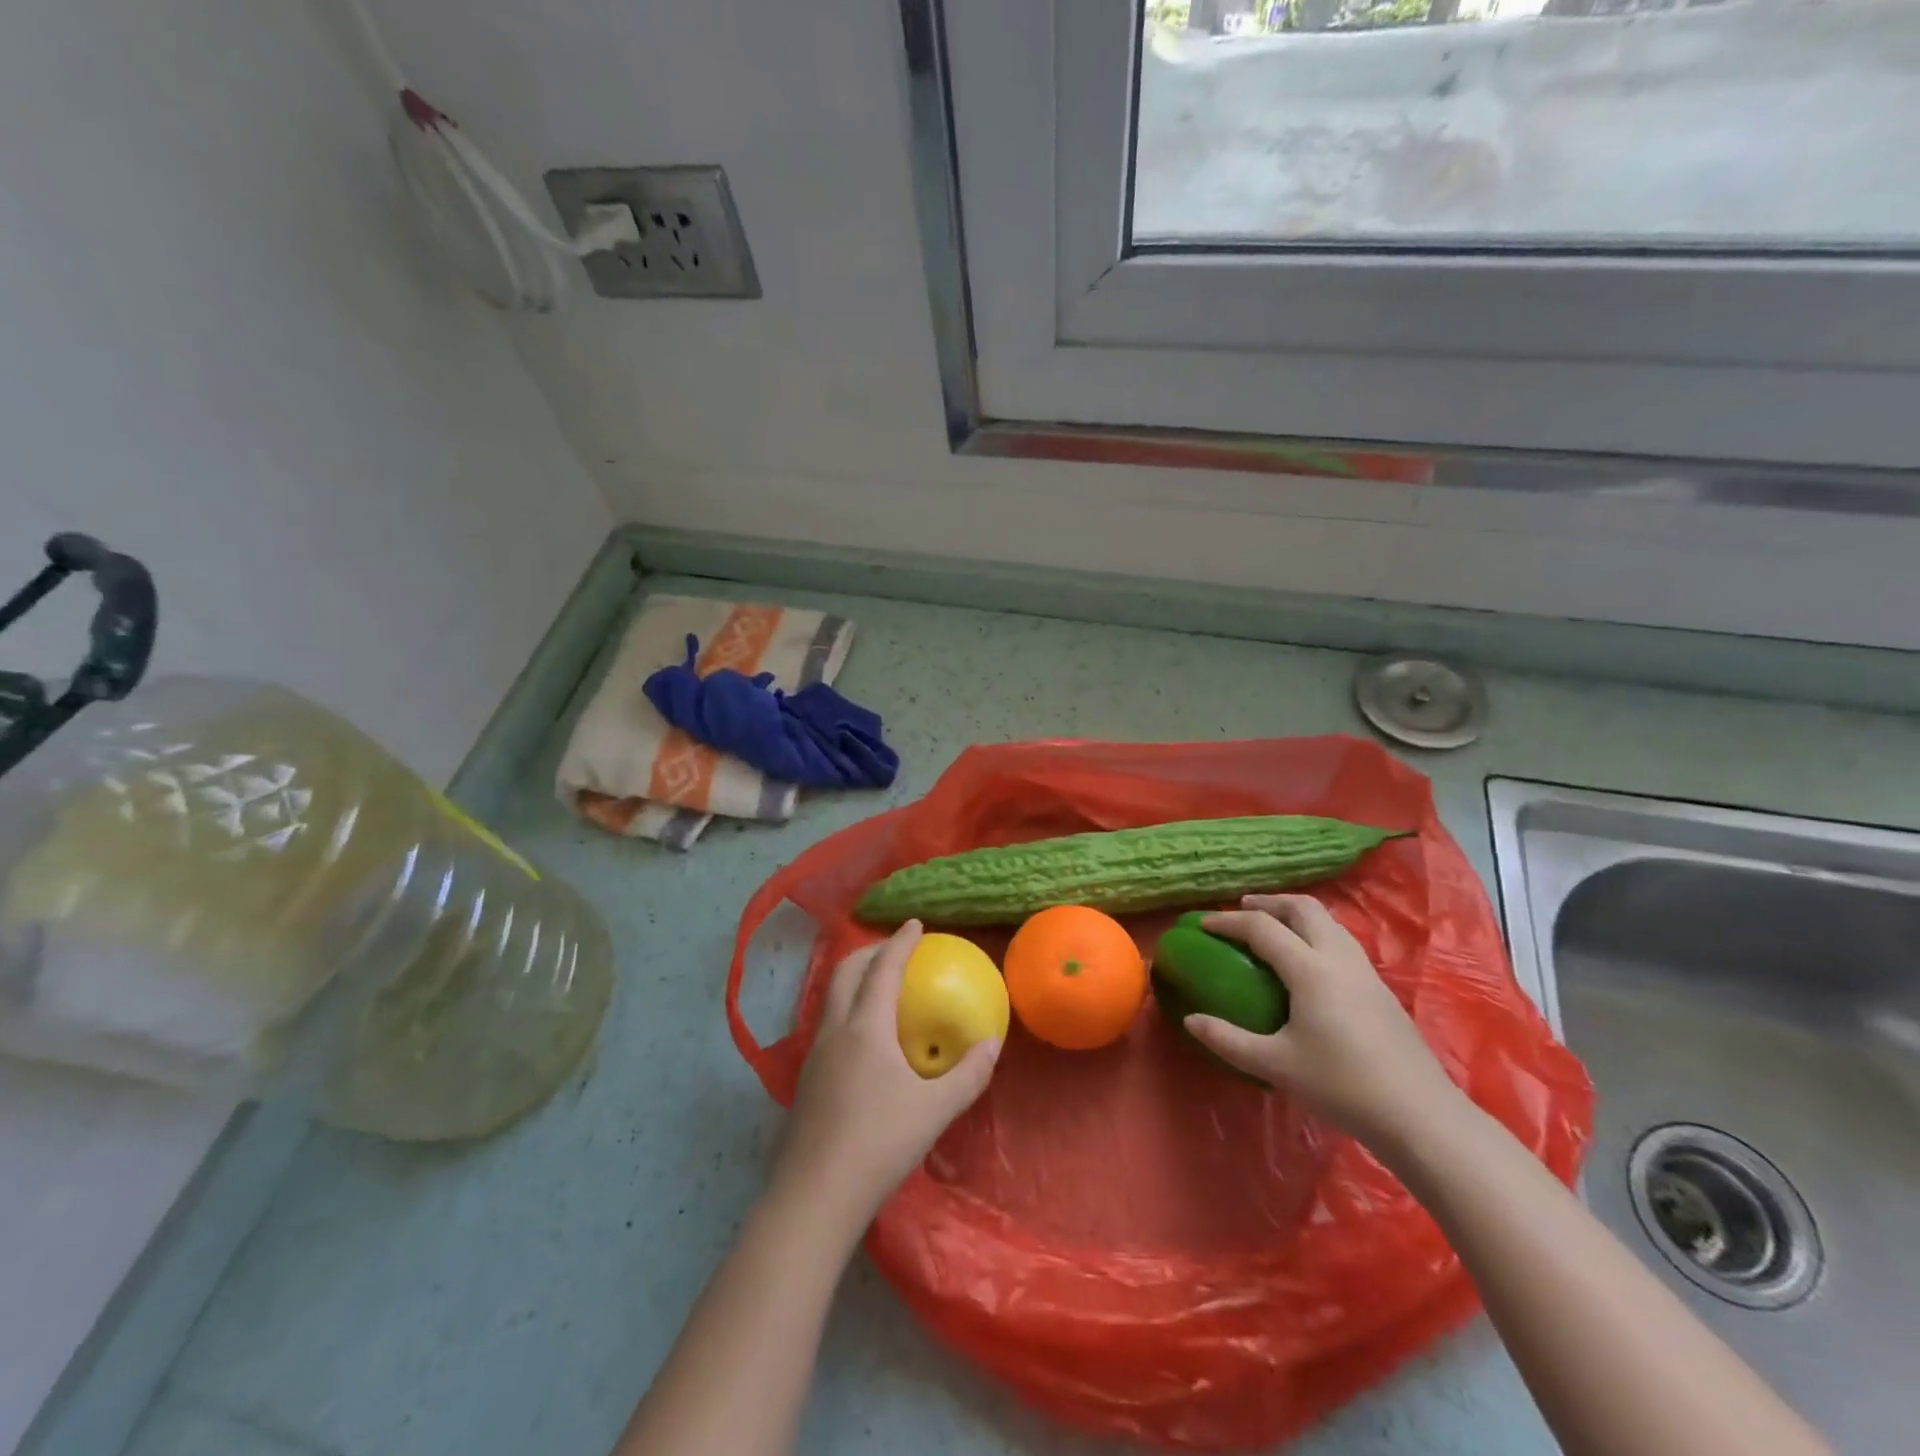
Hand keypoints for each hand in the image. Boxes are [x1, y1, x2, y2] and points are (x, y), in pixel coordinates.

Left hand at [770, 921, 1000, 1226]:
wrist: (815, 1195)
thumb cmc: (880, 1143)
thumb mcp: (935, 1110)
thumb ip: (968, 1074)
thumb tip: (992, 1044)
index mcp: (865, 1027)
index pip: (883, 969)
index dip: (900, 942)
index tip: (915, 924)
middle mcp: (835, 1030)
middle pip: (845, 972)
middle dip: (869, 952)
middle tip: (895, 950)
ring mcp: (815, 1055)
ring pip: (831, 997)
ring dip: (854, 979)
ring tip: (879, 987)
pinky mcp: (806, 1080)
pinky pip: (828, 1024)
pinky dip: (847, 1008)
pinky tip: (864, 1039)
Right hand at [1184, 894, 1465, 1149]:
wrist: (1422, 1117)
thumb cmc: (1343, 1086)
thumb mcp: (1276, 1065)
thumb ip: (1228, 1040)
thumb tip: (1190, 1020)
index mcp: (1310, 969)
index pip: (1262, 927)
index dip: (1228, 921)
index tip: (1202, 923)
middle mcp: (1339, 958)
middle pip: (1303, 908)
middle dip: (1269, 902)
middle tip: (1242, 910)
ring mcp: (1365, 971)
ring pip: (1327, 922)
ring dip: (1295, 914)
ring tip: (1273, 928)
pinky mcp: (1380, 989)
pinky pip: (1341, 941)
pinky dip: (1315, 934)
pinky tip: (1307, 963)